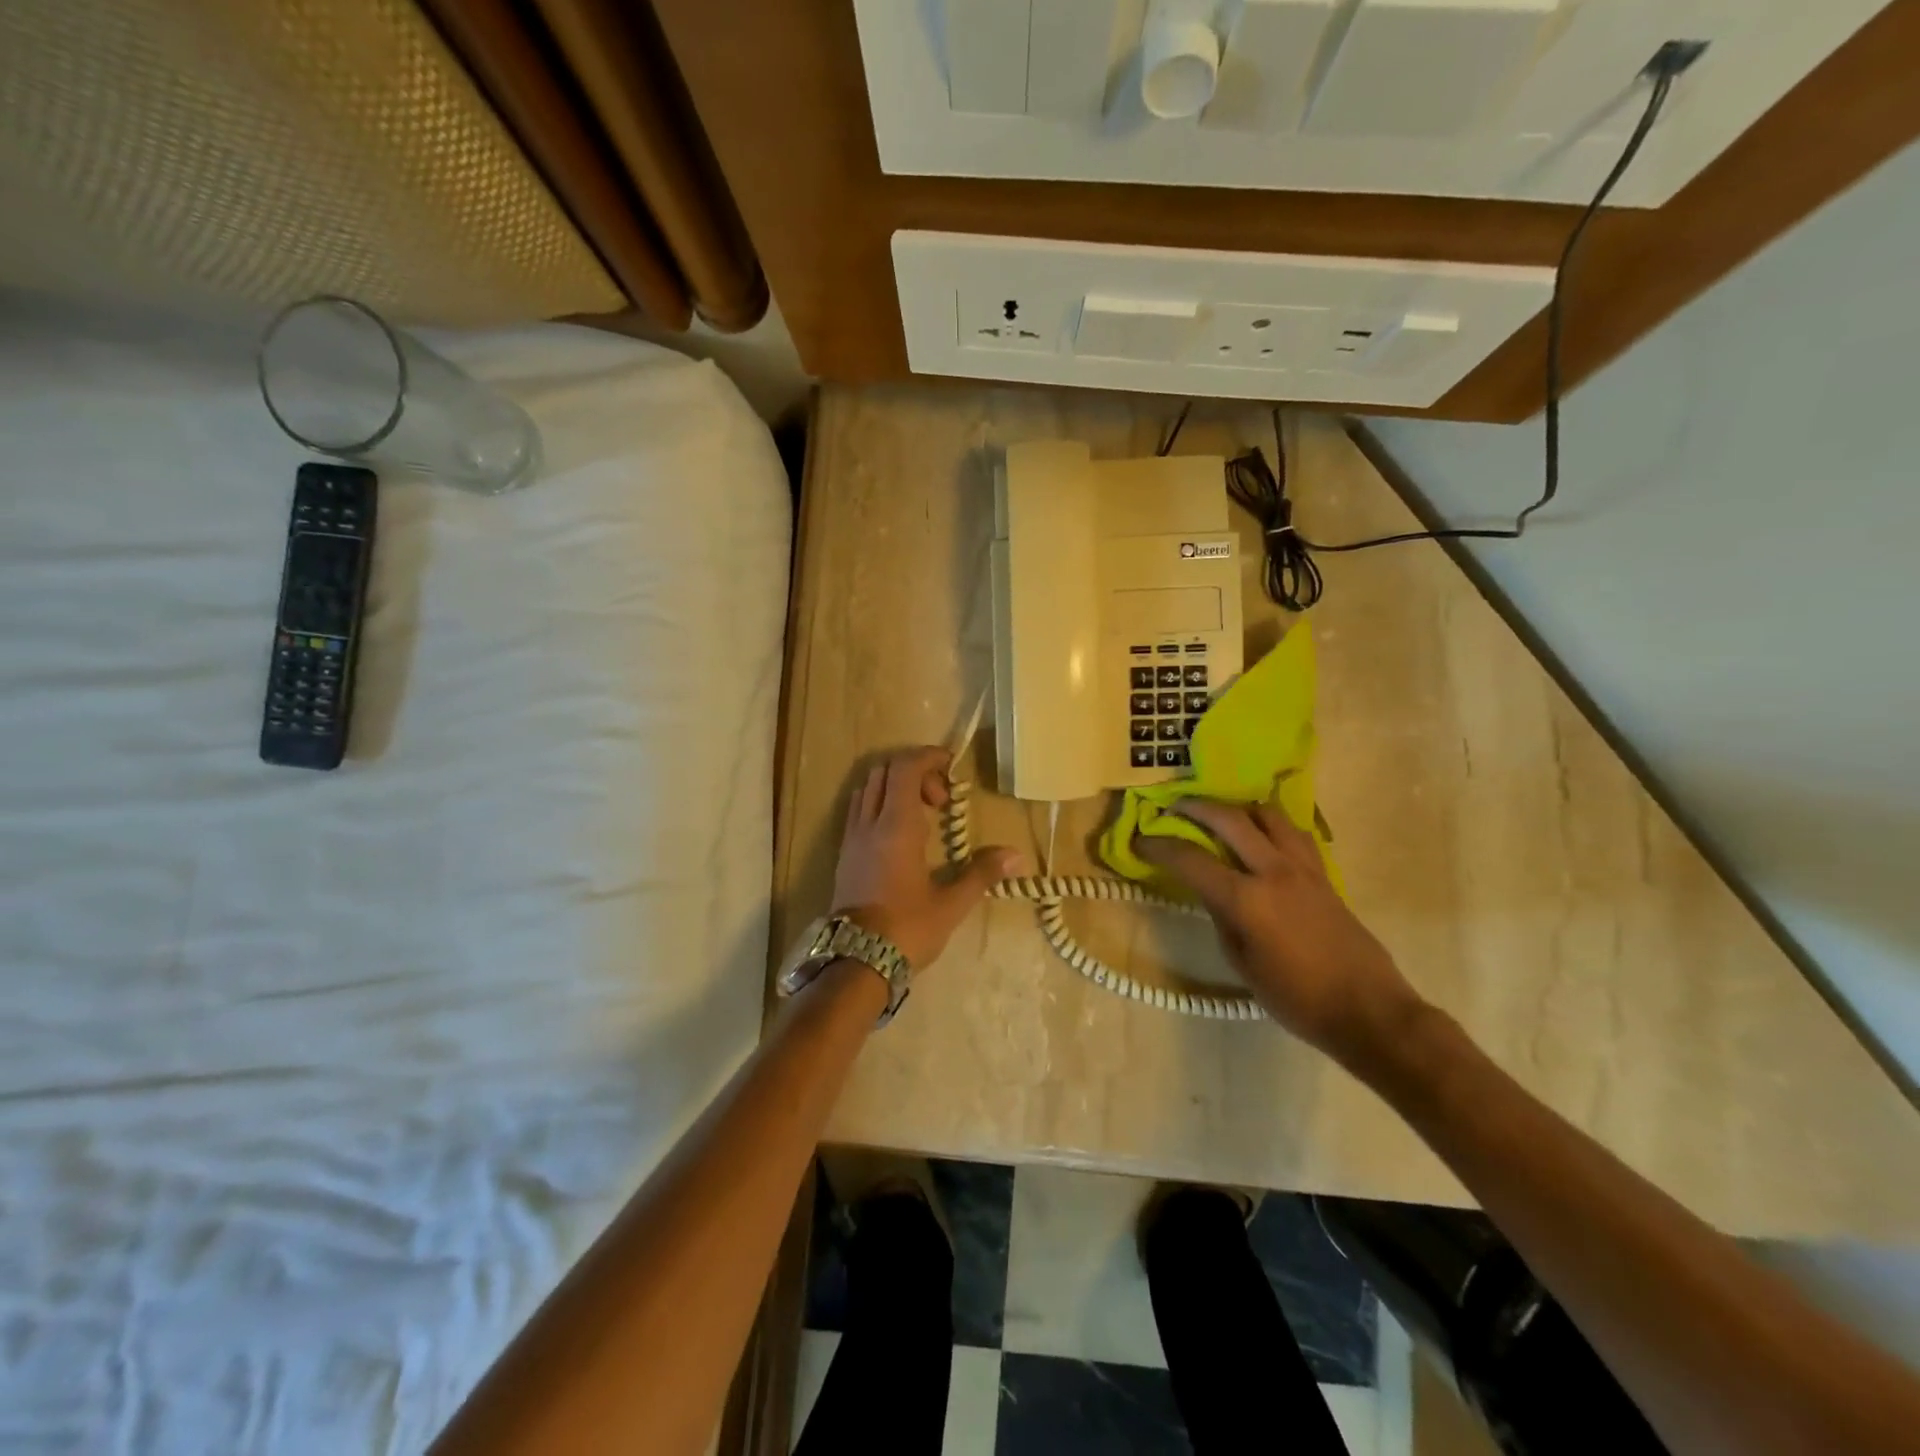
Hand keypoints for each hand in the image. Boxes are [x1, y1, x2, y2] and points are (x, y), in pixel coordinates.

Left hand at [831, 747, 1024, 971]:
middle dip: (915, 772)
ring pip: (868, 788)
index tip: (951, 766)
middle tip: (940, 800)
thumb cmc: (906, 929)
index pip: (905, 769)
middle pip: (885, 771)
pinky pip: (859, 808)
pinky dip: (879, 803)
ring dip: (894, 786)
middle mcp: (869, 823)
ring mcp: (852, 836)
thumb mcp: (950, 904)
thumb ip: (981, 874)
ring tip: (921, 813)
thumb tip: (1015, 856)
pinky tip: (898, 831)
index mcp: (896, 826)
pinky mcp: (844, 852)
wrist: (856, 962)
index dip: (928, 757)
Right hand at [1135, 800, 1425, 1062]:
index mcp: (1247, 900)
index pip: (1191, 860)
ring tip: (1222, 816)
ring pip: (1268, 815)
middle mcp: (1274, 871)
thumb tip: (1211, 892)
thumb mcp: (1243, 965)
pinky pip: (1293, 833)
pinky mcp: (1324, 874)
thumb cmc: (1297, 998)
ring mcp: (1304, 868)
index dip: (1160, 847)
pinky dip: (1271, 825)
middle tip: (1174, 807)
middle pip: (1229, 819)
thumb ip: (1222, 920)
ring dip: (1238, 808)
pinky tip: (1262, 837)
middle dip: (1195, 807)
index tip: (1141, 840)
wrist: (1368, 1010)